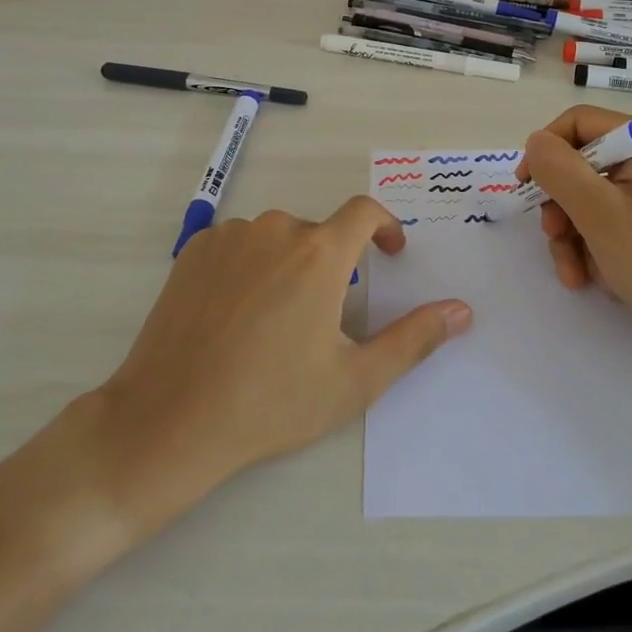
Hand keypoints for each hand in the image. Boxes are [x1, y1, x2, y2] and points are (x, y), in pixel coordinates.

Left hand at [97, 198, 470, 528]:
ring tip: (275, 324)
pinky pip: (238, 246)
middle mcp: (276, 228)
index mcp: (320, 253)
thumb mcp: (354, 380)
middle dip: (332, 266)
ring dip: (288, 266)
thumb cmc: (271, 402)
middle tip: (322, 322)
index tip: (390, 251)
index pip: (364, 211)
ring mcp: (230, 236)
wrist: (169, 420)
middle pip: (319, 233)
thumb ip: (414, 338)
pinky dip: (250, 268)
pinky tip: (236, 316)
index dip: (385, 225)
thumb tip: (462, 310)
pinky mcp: (193, 250)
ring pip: (276, 240)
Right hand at [520, 104, 631, 350]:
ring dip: (572, 236)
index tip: (526, 188)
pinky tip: (594, 278)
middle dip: (560, 207)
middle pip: (581, 165)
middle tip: (555, 239)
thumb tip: (535, 142)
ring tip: (576, 275)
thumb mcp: (597, 212)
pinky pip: (610, 220)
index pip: (577, 123)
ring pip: (590, 198)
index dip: (545, 151)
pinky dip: (594, 246)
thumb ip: (558, 169)